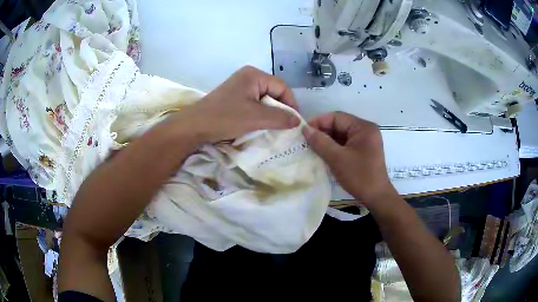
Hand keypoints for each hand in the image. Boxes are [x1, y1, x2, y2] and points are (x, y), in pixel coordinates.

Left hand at [172, 66, 299, 143]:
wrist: (194, 127)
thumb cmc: (225, 118)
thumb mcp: (256, 117)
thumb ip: (280, 118)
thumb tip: (297, 121)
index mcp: (254, 75)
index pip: (282, 87)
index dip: (291, 104)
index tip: (294, 123)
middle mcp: (248, 77)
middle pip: (273, 92)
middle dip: (280, 110)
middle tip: (284, 127)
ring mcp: (239, 87)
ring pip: (263, 100)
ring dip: (269, 114)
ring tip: (272, 128)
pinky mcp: (233, 98)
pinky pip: (253, 104)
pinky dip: (259, 115)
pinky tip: (258, 126)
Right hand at [302, 111, 394, 204]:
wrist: (376, 197)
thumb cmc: (359, 176)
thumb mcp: (337, 158)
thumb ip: (320, 142)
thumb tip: (305, 129)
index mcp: (363, 127)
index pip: (337, 117)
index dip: (319, 122)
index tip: (304, 132)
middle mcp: (365, 130)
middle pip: (339, 125)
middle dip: (322, 132)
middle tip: (305, 141)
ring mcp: (365, 141)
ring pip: (341, 135)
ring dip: (326, 141)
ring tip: (311, 148)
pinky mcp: (362, 151)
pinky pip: (345, 144)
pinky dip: (333, 148)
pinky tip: (322, 154)